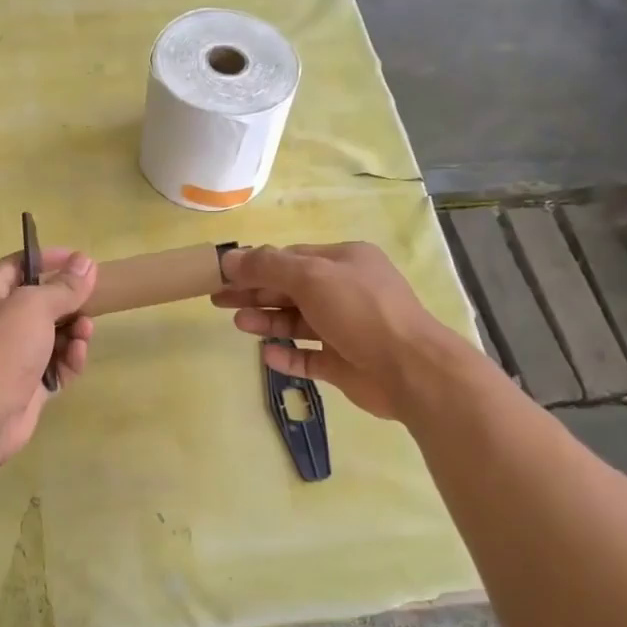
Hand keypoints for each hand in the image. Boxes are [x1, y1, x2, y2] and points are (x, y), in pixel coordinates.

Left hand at [0, 247, 96, 466]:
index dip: (48, 259)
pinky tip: (77, 358)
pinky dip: (67, 360)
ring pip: (50, 336)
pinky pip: (53, 365)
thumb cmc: (1, 349)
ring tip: (85, 334)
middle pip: (38, 303)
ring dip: (72, 332)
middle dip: (67, 302)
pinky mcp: (25, 385)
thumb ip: (63, 286)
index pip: (17, 265)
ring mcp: (9, 356)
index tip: (81, 261)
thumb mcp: (34, 307)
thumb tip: (86, 263)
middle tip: (92, 302)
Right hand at [212, 242, 456, 420]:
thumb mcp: (312, 277)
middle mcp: (345, 291)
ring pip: (297, 322)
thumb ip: (268, 266)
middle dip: (255, 293)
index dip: (256, 265)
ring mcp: (345, 328)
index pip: (291, 258)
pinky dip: (287, 354)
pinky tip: (267, 354)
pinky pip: (308, 355)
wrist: (408, 368)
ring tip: (240, 324)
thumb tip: (230, 258)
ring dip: (267, 321)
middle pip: (290, 289)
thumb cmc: (360, 311)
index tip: (223, 275)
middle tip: (218, 300)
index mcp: (344, 262)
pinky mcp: (343, 362)